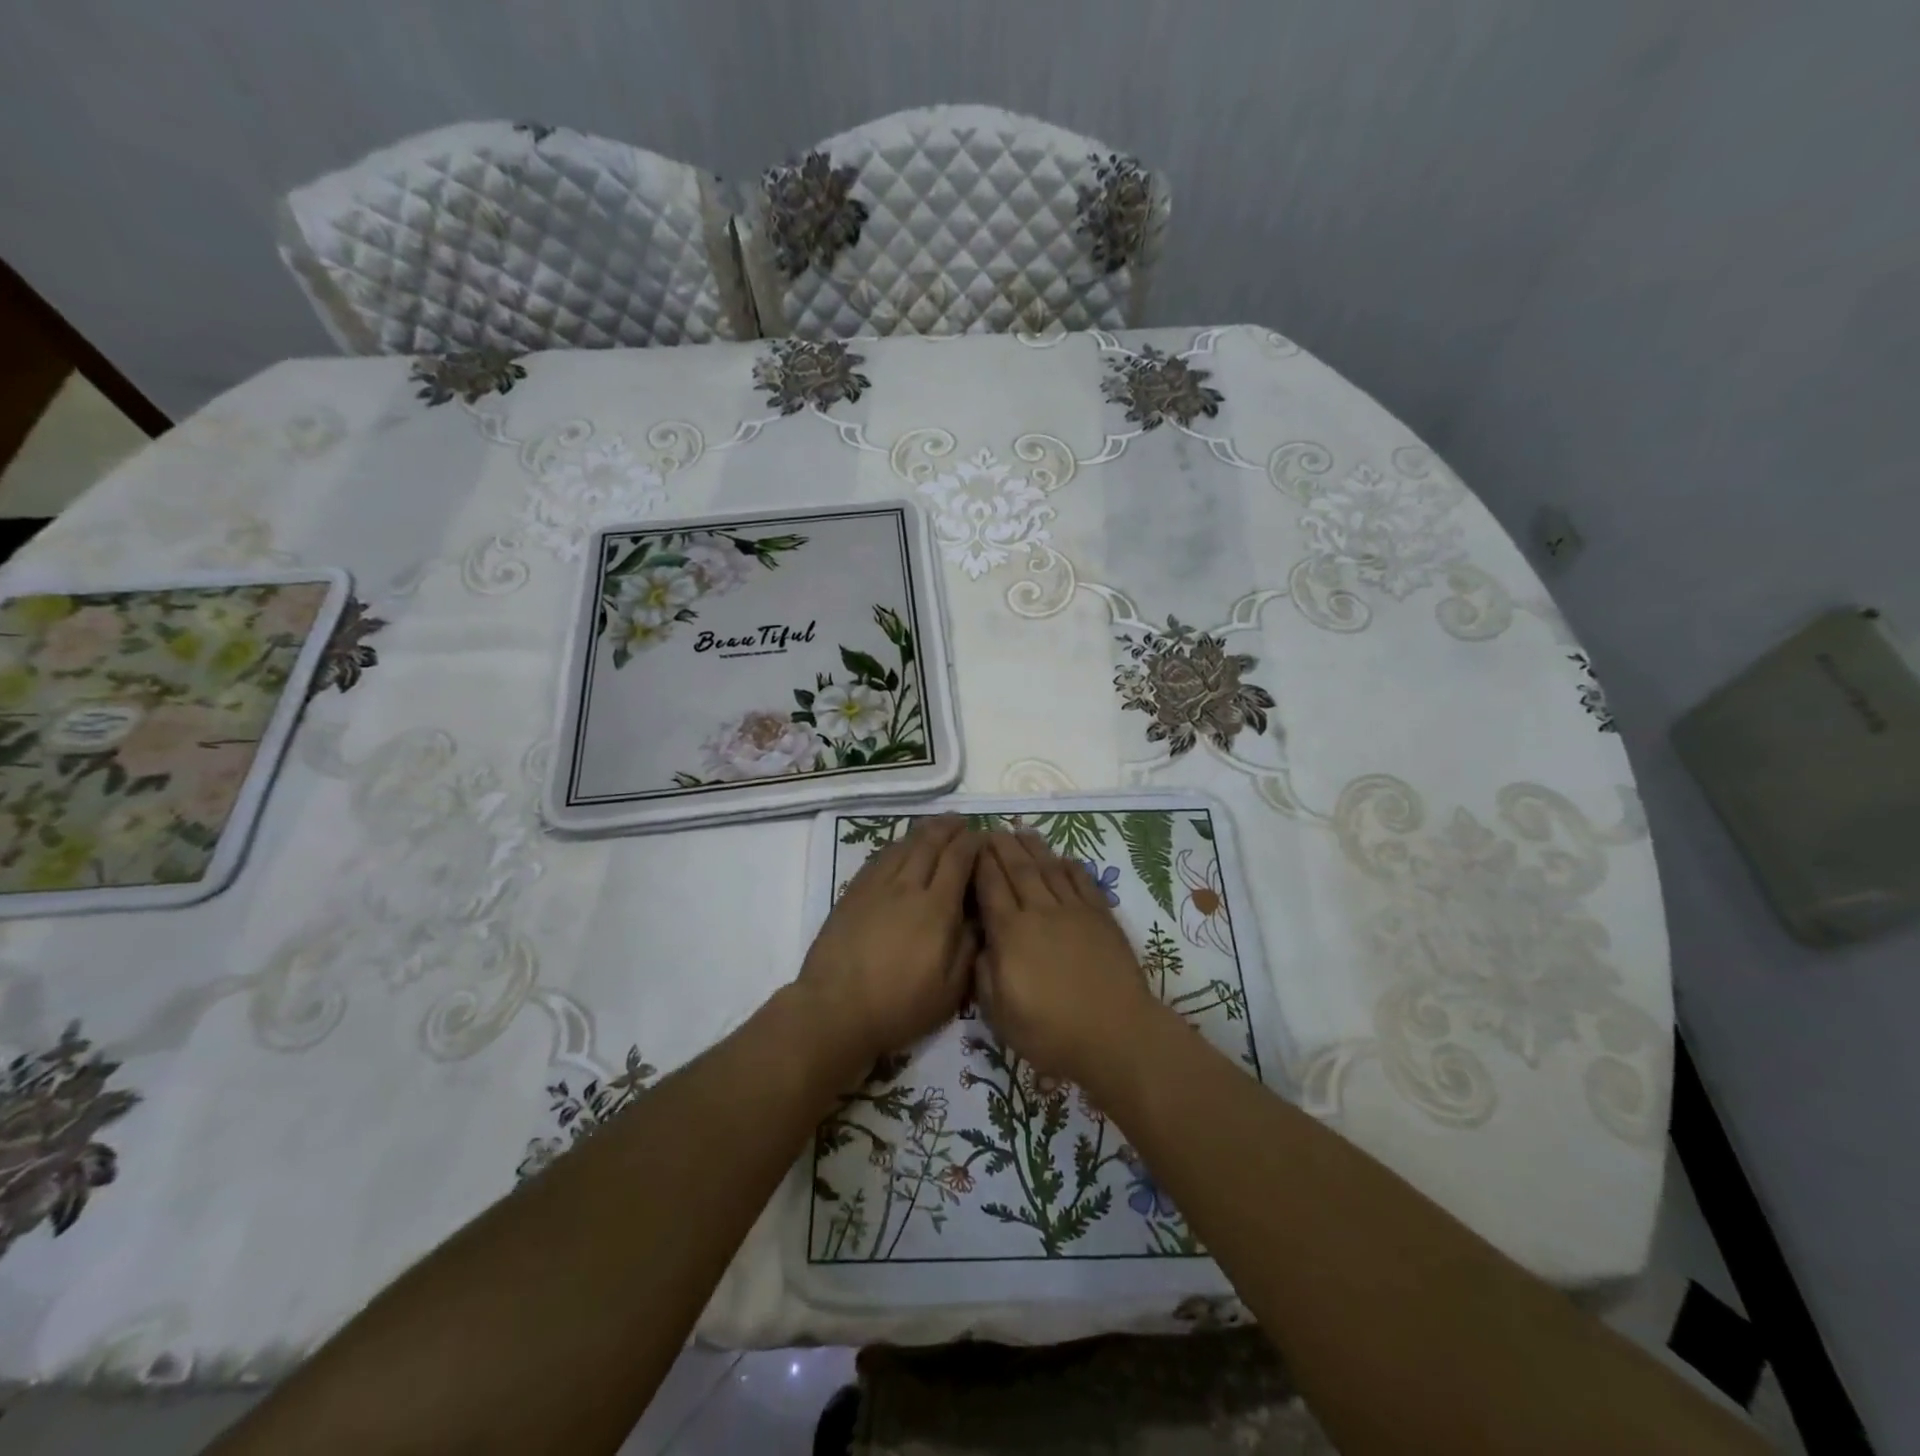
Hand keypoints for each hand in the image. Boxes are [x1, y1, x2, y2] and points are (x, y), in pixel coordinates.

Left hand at [795, 815, 979, 1077]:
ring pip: (904, 845)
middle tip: (962, 821)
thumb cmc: (899, 1007)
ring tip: (937, 826)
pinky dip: (897, 845)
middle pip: (931, 843)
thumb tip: (979, 915)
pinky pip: (880, 857)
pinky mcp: (853, 892)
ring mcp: (876, 886)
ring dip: (924, 831)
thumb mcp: (950, 990)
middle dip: (950, 828)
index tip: (984, 836)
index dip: (974, 843)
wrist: (835, 1010)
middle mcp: (907, 887)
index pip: (959, 859)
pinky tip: (902, 846)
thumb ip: (969, 947)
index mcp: (936, 908)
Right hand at [973, 830, 1161, 1091]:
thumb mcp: (1000, 1014)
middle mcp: (1039, 912)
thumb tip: (982, 944)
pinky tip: (1062, 857)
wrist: (1116, 1034)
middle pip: (1018, 869)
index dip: (980, 863)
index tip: (972, 845)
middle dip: (1002, 846)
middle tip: (992, 829)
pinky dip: (1070, 865)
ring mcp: (1073, 911)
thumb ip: (984, 974)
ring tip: (1021, 830)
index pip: (990, 887)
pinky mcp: (1101, 916)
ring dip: (1033, 846)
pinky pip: (1082, 880)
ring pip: (1048, 868)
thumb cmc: (1051, 1032)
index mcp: (1010, 934)